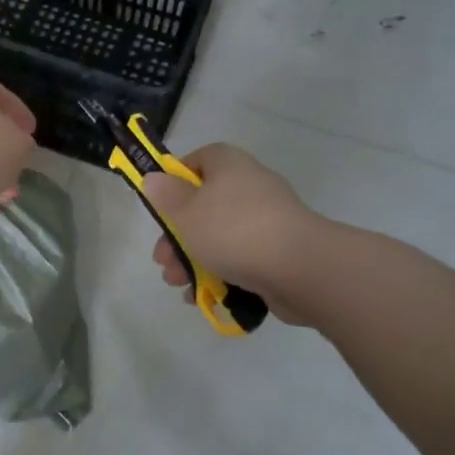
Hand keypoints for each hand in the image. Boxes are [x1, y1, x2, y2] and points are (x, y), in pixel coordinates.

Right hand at [141, 144, 320, 325]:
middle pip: (204, 204)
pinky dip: (219, 273)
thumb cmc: (233, 231)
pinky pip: (240, 258)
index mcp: (229, 166)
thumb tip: (154, 178)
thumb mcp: (185, 212)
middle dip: (177, 235)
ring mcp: (267, 220)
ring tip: (176, 283)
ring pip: (219, 235)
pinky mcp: (278, 251)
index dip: (175, 180)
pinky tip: (201, 294)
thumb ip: (165, 196)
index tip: (159, 206)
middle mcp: (250, 186)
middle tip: (162, 259)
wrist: (300, 269)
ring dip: (192, 259)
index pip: (198, 160)